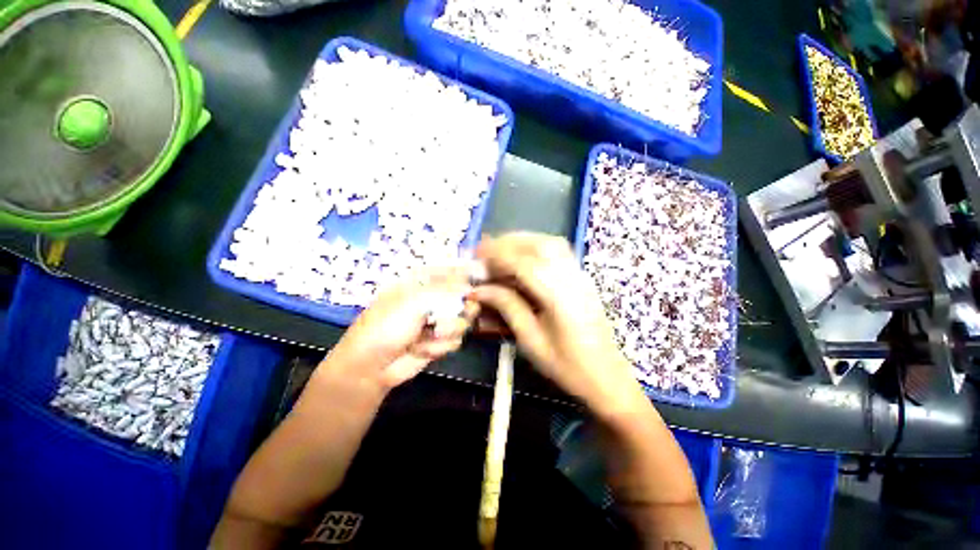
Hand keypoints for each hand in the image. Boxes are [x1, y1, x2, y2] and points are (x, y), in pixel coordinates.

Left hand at [325, 266, 478, 389]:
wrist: (371, 366)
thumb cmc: (387, 325)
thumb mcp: (415, 301)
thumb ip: (446, 290)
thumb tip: (471, 284)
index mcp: (424, 281)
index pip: (454, 271)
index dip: (468, 277)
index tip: (474, 288)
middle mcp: (434, 299)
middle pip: (466, 297)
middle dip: (461, 309)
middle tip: (454, 314)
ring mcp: (438, 321)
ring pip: (464, 321)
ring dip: (447, 331)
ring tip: (430, 335)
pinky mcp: (440, 341)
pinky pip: (456, 340)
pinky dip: (440, 346)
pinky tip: (423, 349)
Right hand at [470, 233, 645, 414]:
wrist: (606, 376)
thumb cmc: (566, 365)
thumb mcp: (530, 340)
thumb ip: (506, 306)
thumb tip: (479, 289)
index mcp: (559, 296)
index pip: (523, 263)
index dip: (496, 257)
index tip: (475, 258)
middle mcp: (572, 277)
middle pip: (538, 244)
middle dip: (507, 243)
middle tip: (484, 252)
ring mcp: (580, 275)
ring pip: (550, 243)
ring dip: (522, 241)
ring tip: (500, 252)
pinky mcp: (582, 277)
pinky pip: (558, 251)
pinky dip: (535, 247)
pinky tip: (522, 257)